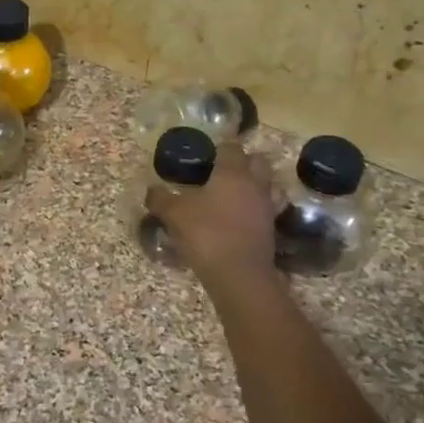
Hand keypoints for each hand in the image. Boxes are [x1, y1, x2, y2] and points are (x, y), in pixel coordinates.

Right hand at [145, 142, 278, 285]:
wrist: (239, 275)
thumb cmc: (206, 234)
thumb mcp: (174, 214)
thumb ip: (160, 198)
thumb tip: (152, 190)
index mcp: (233, 172)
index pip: (231, 147)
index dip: (218, 149)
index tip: (204, 159)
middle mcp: (255, 184)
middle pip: (257, 161)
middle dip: (242, 163)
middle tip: (220, 174)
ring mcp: (267, 206)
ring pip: (266, 185)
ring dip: (253, 186)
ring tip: (231, 196)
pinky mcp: (271, 229)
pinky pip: (266, 209)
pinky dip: (255, 209)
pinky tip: (239, 218)